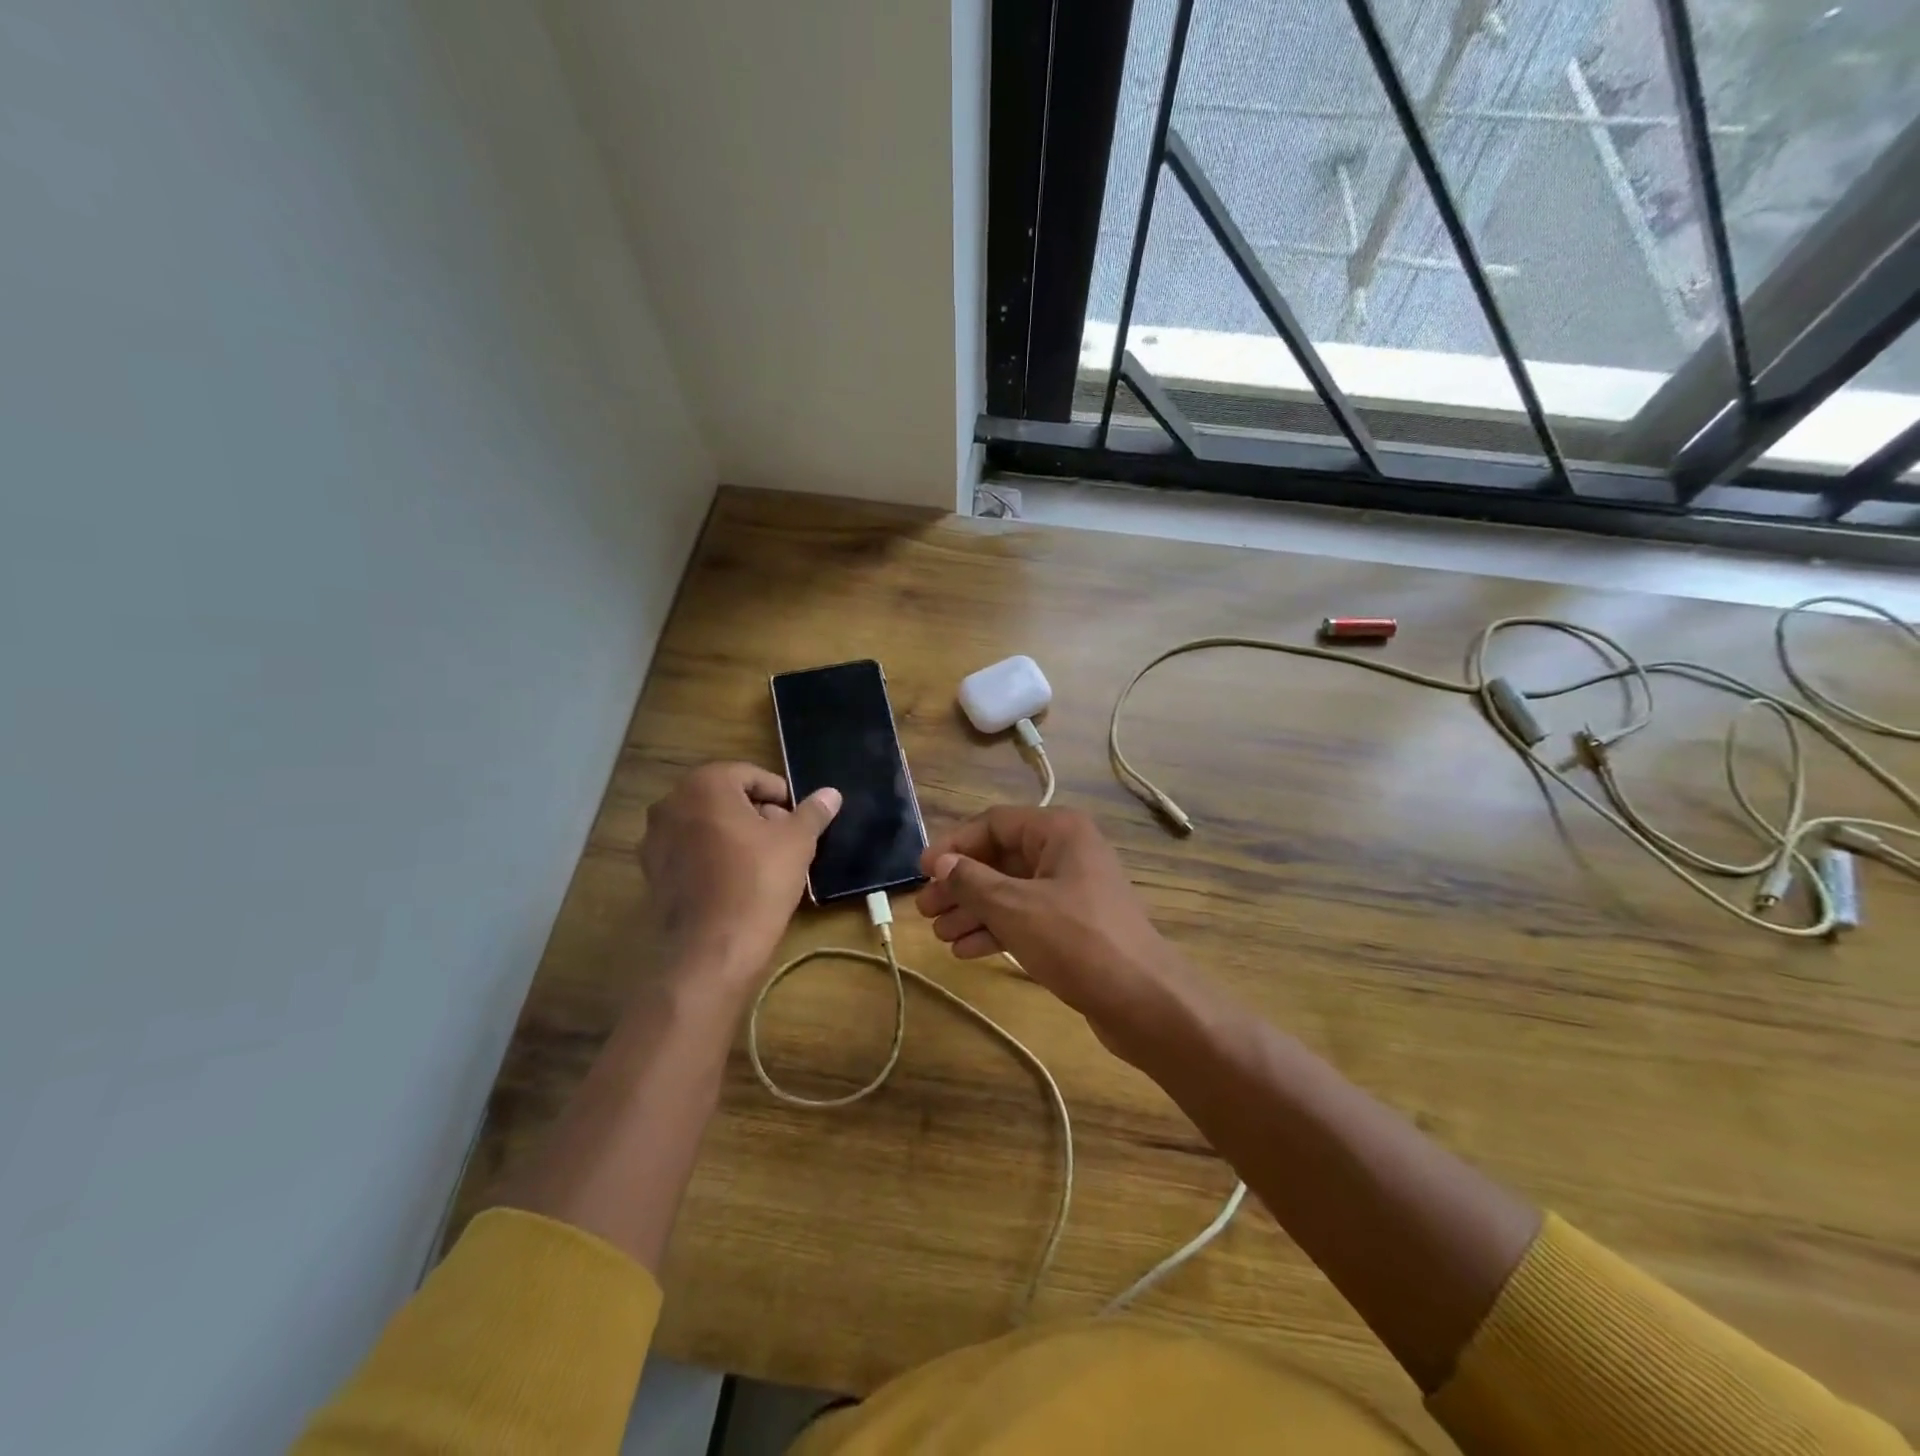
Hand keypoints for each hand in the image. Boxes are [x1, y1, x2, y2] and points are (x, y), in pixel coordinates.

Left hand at [639, 762, 839, 996]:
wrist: (713, 947)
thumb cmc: (759, 881)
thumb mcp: (797, 842)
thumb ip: (813, 812)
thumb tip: (831, 793)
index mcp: (705, 784)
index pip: (750, 775)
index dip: (780, 794)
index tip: (798, 818)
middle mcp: (671, 803)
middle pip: (725, 796)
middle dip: (756, 812)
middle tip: (784, 838)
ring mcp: (655, 838)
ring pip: (706, 823)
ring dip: (734, 833)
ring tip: (763, 860)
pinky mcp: (652, 870)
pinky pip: (690, 850)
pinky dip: (712, 855)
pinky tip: (736, 879)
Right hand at [913, 806, 1188, 1057]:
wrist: (1144, 1001)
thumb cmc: (1076, 941)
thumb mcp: (1015, 908)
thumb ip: (972, 881)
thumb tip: (941, 863)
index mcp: (1059, 831)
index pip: (994, 823)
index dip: (955, 845)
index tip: (922, 871)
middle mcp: (1067, 852)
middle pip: (1001, 858)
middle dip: (961, 884)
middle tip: (925, 909)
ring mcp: (1073, 890)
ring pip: (1011, 890)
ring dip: (974, 909)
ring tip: (939, 934)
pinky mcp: (1075, 925)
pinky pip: (1026, 916)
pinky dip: (997, 929)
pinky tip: (965, 950)